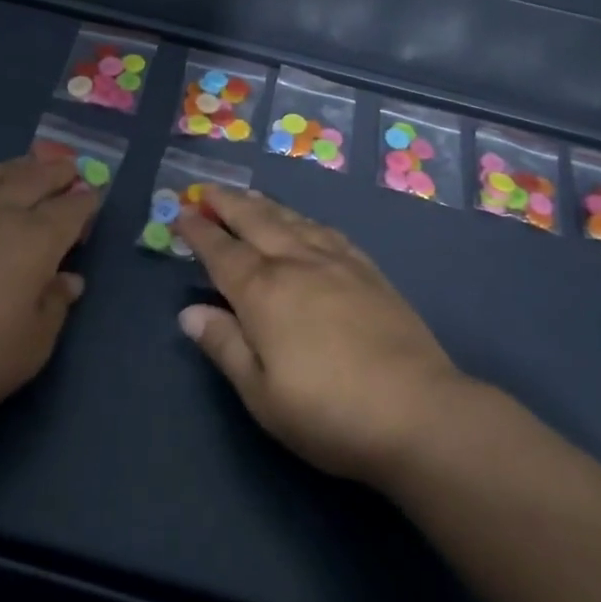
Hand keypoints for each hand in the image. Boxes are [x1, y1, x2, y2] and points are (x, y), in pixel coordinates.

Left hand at [0, 155, 97, 433]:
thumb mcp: (30, 348)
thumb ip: (54, 307)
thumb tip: (69, 280)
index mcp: (35, 239)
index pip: (71, 209)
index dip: (87, 201)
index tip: (95, 197)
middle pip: (35, 178)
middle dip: (57, 171)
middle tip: (69, 167)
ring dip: (18, 167)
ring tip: (27, 166)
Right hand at [175, 187, 473, 486]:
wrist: (417, 411)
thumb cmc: (328, 412)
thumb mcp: (261, 393)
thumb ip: (224, 346)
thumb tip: (189, 312)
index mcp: (264, 292)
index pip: (222, 252)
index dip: (200, 232)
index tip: (183, 212)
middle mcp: (297, 264)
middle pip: (256, 222)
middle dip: (229, 204)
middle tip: (210, 189)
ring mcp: (338, 263)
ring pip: (293, 221)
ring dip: (266, 205)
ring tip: (250, 197)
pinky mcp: (369, 271)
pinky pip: (328, 232)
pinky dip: (305, 220)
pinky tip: (305, 224)